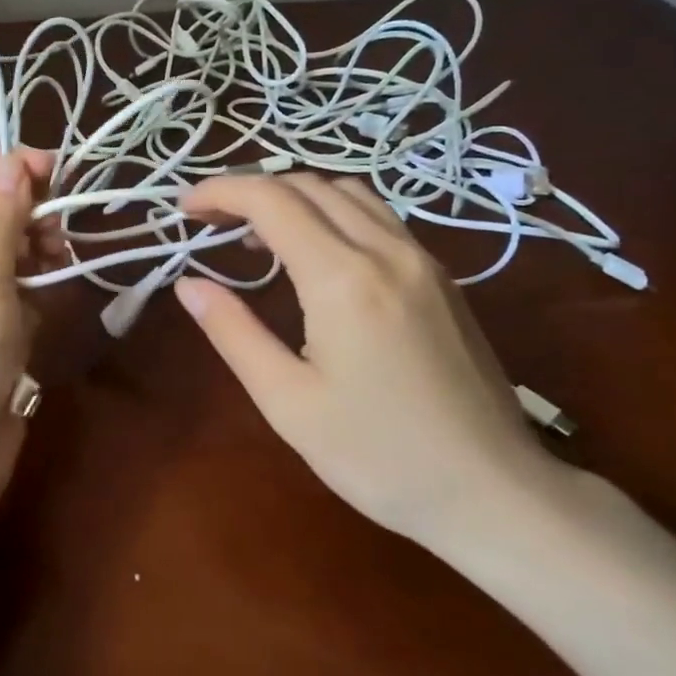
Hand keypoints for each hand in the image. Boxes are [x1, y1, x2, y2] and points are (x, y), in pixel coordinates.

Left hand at [0, 149, 55, 515]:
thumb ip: (2, 220)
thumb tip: (16, 164)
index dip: (6, 171)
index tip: (59, 165)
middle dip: (24, 216)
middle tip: (65, 224)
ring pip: (1, 263)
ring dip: (33, 255)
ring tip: (63, 259)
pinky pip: (10, 301)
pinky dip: (32, 295)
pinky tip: (51, 301)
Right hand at [175, 174, 558, 543]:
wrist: (492, 491)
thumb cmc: (378, 457)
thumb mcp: (288, 401)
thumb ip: (233, 332)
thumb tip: (188, 284)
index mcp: (343, 278)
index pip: (271, 200)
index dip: (221, 191)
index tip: (184, 207)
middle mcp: (386, 251)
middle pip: (309, 185)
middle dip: (251, 189)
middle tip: (210, 221)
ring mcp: (422, 260)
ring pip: (349, 193)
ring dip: (295, 197)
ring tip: (257, 235)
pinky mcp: (441, 278)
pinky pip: (378, 218)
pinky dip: (332, 214)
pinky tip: (316, 255)